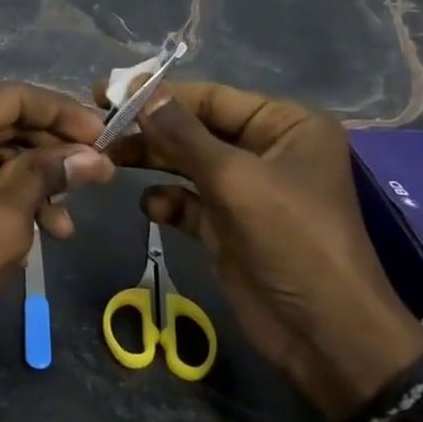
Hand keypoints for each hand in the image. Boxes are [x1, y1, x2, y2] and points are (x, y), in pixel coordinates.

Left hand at [0, 83, 114, 370]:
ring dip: (31, 180)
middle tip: (97, 174)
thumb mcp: (4, 221)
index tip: (106, 135)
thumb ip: (48, 176)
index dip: (63, 114)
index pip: (12, 98)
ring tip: (67, 222)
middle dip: (50, 152)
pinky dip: (4, 191)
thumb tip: (97, 157)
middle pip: (1, 121)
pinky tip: (40, 225)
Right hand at [102, 80, 422, 419]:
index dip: (159, 95)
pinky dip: (167, 201)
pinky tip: (152, 209)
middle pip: (194, 129)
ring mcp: (245, 190)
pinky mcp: (227, 225)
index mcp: (285, 125)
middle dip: (150, 131)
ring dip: (150, 162)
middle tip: (99, 128)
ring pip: (185, 163)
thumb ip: (182, 133)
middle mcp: (266, 149)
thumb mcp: (235, 179)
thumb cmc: (291, 239)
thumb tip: (140, 87)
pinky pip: (187, 200)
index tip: (106, 92)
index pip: (211, 98)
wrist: (324, 334)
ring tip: (108, 161)